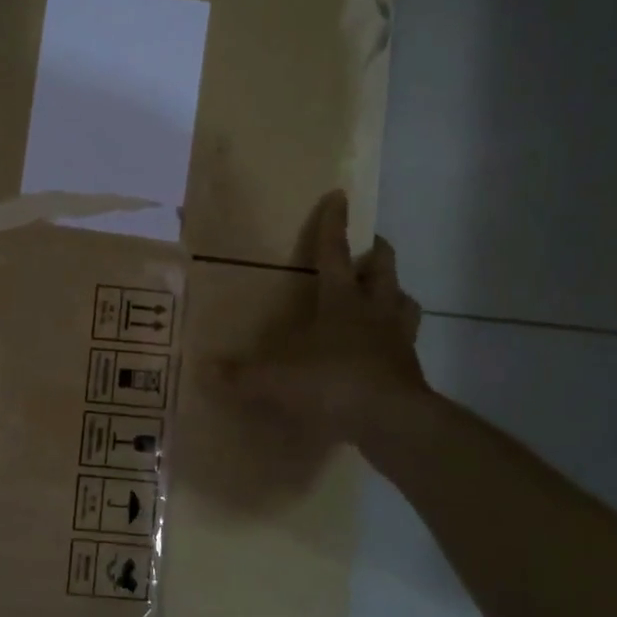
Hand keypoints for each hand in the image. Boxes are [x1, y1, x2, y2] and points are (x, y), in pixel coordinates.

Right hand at [220, 190, 431, 446]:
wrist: (391, 420)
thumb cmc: (331, 383)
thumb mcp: (276, 380)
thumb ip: (240, 375)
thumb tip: (205, 370)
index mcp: (341, 300)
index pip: (335, 252)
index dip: (333, 224)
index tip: (339, 196)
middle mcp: (374, 310)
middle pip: (383, 268)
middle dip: (377, 253)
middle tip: (371, 246)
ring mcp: (398, 338)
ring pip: (405, 301)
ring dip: (395, 293)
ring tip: (386, 295)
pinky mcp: (410, 368)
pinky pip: (407, 342)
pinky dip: (397, 338)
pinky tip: (386, 349)